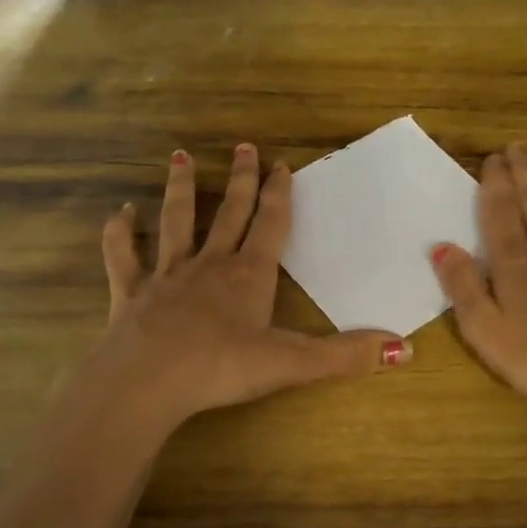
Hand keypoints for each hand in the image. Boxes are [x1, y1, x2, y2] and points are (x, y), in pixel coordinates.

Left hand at [89, 145, 410, 427]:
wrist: (148, 381)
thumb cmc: (222, 368)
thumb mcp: (292, 363)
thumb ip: (346, 355)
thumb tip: (406, 348)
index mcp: (249, 274)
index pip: (269, 224)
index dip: (278, 195)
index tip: (280, 165)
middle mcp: (209, 264)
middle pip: (229, 213)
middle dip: (240, 180)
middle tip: (244, 146)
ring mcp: (166, 275)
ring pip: (176, 221)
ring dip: (181, 189)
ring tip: (182, 157)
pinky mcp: (131, 293)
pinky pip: (123, 256)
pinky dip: (120, 233)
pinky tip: (121, 213)